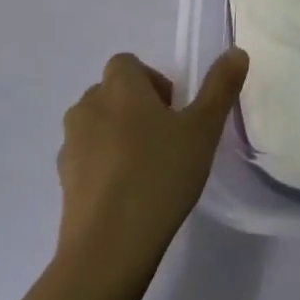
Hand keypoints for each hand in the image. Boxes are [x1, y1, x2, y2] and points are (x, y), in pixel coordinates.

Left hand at [55, 49, 248, 280]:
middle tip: (167, 140)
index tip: (174, 112)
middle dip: (136, 108)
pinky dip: (103, 167)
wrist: (108, 248)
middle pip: (111, 93)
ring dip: (117, 136)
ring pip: (97, 126)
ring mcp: (70, 145)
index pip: (128, 64)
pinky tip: (127, 197)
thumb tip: (236, 51)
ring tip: (147, 170)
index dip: (152, 81)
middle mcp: (88, 106)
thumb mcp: (203, 130)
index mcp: (119, 86)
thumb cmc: (159, 176)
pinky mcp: (63, 181)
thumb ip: (220, 87)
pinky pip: (86, 160)